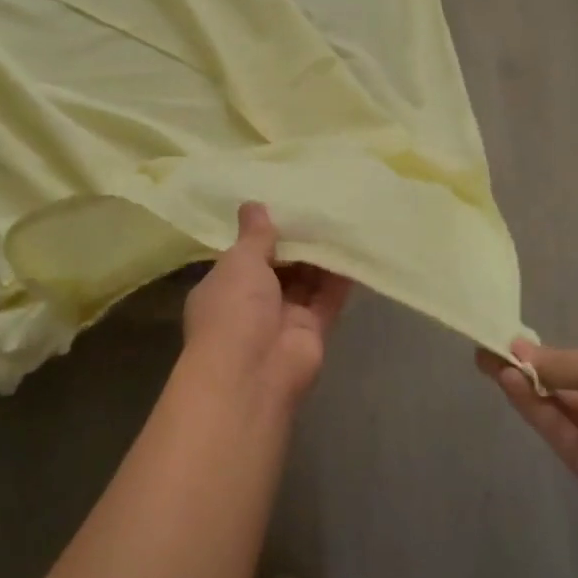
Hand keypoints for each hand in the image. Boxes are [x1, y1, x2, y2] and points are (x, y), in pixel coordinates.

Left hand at [183, 203, 351, 406]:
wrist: (253, 373)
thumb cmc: (233, 308)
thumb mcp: (239, 261)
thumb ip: (254, 234)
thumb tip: (253, 204)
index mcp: (223, 287)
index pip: (243, 256)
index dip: (262, 233)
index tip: (283, 204)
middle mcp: (251, 304)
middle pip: (278, 268)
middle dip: (296, 243)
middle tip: (319, 205)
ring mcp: (283, 320)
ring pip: (306, 282)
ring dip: (320, 257)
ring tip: (340, 219)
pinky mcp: (313, 332)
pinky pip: (328, 299)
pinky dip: (340, 278)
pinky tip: (355, 248)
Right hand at [480, 338, 577, 520]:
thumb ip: (563, 363)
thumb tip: (519, 349)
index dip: (550, 357)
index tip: (512, 343)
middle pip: (566, 392)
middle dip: (529, 371)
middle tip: (489, 352)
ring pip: (558, 412)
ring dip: (525, 386)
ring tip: (489, 361)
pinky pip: (559, 433)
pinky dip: (533, 407)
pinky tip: (509, 380)